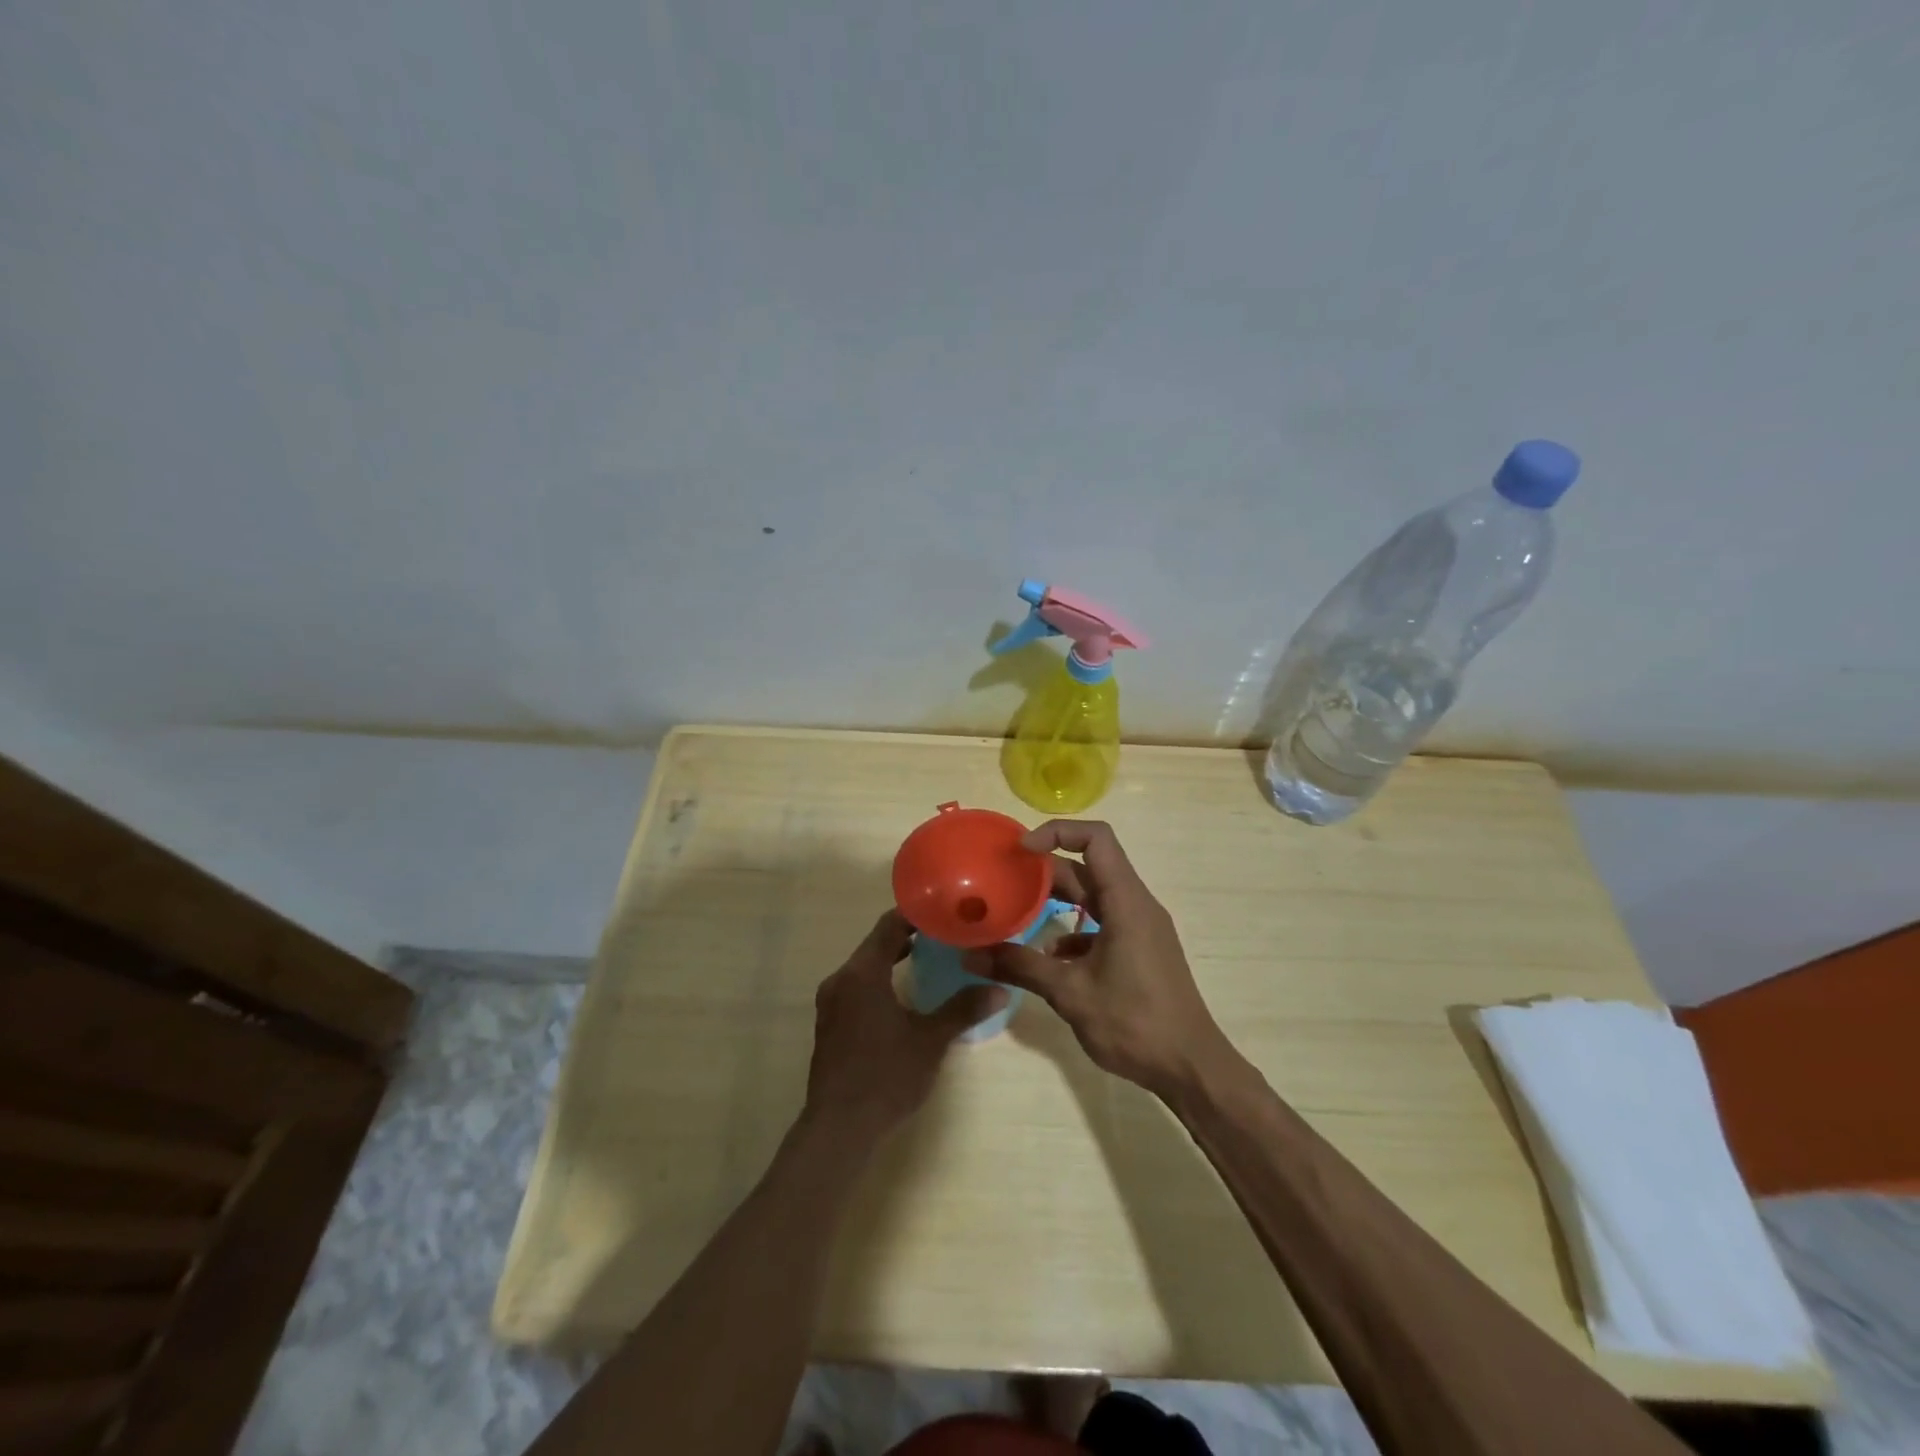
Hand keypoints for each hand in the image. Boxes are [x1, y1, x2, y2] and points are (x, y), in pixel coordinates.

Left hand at [803, 909, 1005, 1144]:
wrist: (838, 1128)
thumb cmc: (886, 1076)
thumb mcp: (930, 1040)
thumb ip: (962, 1009)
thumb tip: (1000, 988)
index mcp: (862, 973)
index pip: (889, 925)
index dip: (917, 914)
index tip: (944, 911)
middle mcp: (841, 979)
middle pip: (876, 943)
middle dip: (909, 937)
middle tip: (945, 935)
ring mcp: (831, 1002)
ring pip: (865, 966)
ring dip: (894, 960)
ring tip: (931, 960)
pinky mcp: (829, 1023)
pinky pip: (857, 987)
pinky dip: (880, 981)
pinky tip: (904, 996)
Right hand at [963, 820, 1231, 1098]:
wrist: (1191, 1067)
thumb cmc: (1135, 1022)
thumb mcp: (1070, 993)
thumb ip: (1021, 967)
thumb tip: (970, 956)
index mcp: (1126, 901)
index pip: (1096, 839)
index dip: (1057, 832)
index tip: (1021, 851)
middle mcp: (1136, 905)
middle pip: (1089, 867)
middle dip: (1046, 871)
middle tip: (1005, 881)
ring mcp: (1140, 928)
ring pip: (1094, 896)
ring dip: (1058, 900)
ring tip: (1018, 913)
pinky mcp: (1140, 950)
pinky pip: (1103, 923)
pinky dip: (1074, 930)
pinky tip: (1049, 957)